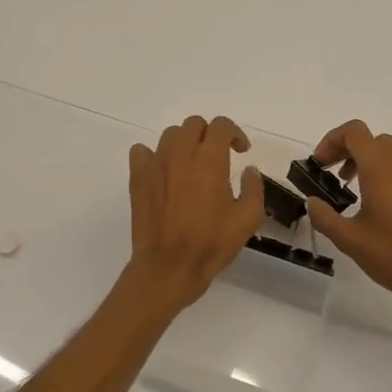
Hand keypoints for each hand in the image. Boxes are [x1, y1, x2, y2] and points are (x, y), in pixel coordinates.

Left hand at [125, 114, 263, 311]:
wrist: (169, 267)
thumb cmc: (211, 244)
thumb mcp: (247, 219)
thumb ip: (254, 188)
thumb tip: (249, 170)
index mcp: (209, 159)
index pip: (221, 125)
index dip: (234, 134)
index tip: (241, 152)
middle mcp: (181, 153)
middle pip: (194, 124)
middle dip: (209, 135)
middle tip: (217, 157)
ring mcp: (156, 164)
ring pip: (170, 135)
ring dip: (184, 143)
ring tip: (191, 164)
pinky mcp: (138, 178)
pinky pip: (142, 151)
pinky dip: (154, 155)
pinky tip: (163, 172)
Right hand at [305, 120, 391, 317]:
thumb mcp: (349, 240)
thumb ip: (324, 217)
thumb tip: (313, 201)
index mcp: (381, 168)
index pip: (354, 132)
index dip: (331, 141)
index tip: (319, 165)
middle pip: (372, 140)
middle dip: (347, 151)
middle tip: (331, 176)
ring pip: (389, 153)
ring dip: (366, 162)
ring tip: (351, 190)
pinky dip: (384, 174)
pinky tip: (376, 205)